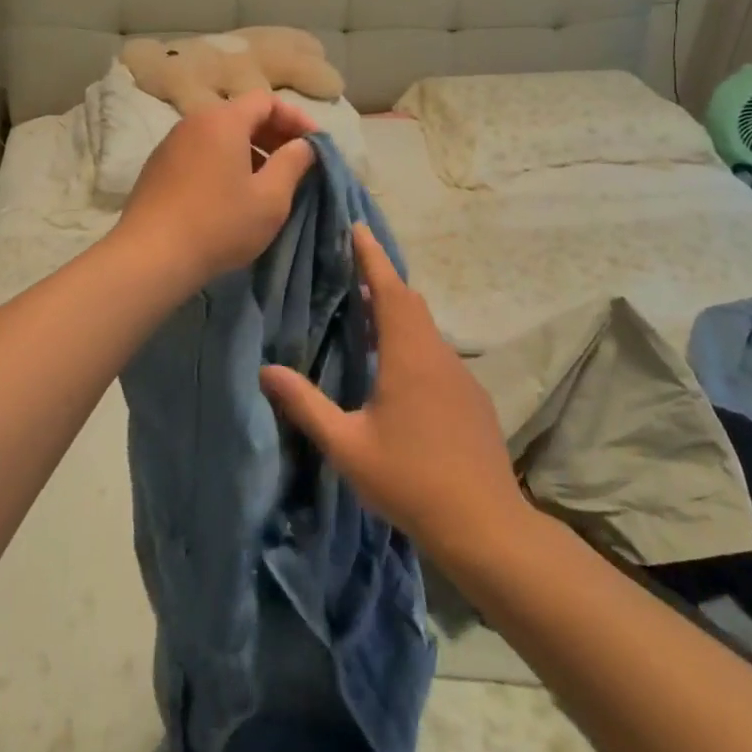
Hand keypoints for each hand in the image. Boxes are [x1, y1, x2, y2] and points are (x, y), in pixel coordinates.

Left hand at [112, 90, 317, 291]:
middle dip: (274, 135)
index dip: (296, 119)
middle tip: (296, 163)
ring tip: (267, 182)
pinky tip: (232, 195)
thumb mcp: (270, 198)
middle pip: (242, 115)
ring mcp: (171, 144)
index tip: (314, 145)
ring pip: (220, 135)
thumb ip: (293, 163)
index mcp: (223, 120)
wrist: (151, 255)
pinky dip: (224, 163)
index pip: (267, 101)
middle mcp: (194, 122)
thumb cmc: (219, 223)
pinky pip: (200, 153)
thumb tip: (303, 145)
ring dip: (249, 151)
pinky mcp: (158, 167)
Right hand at [260, 225, 525, 554]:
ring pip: (425, 327)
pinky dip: (413, 340)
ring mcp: (459, 375)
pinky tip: (396, 369)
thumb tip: (266, 370)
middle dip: (381, 278)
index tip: (357, 227)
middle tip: (352, 267)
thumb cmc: (410, 480)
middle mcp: (437, 354)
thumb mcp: (347, 446)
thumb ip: (306, 405)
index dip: (371, 256)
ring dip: (397, 311)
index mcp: (408, 355)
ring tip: (366, 313)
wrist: (485, 525)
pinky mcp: (471, 397)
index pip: (389, 288)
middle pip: (409, 301)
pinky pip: (436, 352)